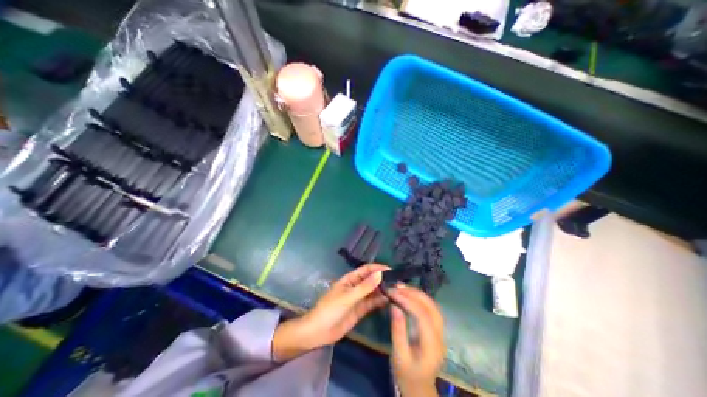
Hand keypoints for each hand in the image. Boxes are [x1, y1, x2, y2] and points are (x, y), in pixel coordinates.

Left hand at [273, 266, 389, 361]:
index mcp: (350, 279)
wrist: (318, 332)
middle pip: (372, 280)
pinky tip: (390, 301)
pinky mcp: (361, 310)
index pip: (367, 269)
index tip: (392, 271)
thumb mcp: (348, 297)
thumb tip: (380, 274)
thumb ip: (364, 287)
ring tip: (398, 292)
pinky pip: (373, 303)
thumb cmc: (330, 309)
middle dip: (383, 280)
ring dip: (383, 291)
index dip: (378, 268)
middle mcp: (356, 286)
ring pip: (374, 291)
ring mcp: (359, 298)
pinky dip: (381, 301)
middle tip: (399, 283)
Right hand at [390, 285, 443, 396]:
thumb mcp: (399, 354)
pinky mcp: (437, 329)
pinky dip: (420, 299)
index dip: (407, 300)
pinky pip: (431, 309)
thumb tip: (394, 305)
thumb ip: (398, 329)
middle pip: (431, 307)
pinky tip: (409, 295)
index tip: (392, 292)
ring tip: (402, 287)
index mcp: (432, 344)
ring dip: (418, 294)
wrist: (419, 388)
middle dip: (414, 293)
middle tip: (397, 286)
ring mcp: (441, 331)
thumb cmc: (407, 374)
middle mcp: (440, 335)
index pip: (422, 315)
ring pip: (433, 305)